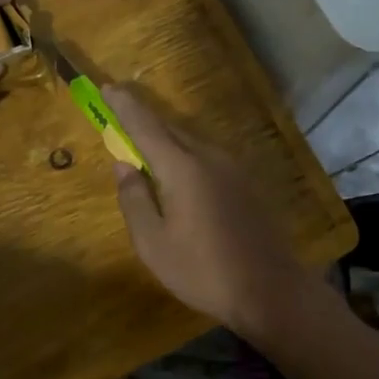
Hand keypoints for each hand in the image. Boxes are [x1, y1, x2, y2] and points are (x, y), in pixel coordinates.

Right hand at [107, 85, 332, 342]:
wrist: (273, 290)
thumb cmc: (204, 271)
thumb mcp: (154, 244)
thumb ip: (134, 200)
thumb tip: (123, 165)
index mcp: (183, 168)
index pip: (146, 126)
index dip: (124, 106)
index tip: (106, 87)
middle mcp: (209, 157)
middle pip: (169, 129)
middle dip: (142, 120)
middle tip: (119, 117)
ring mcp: (233, 168)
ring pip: (190, 142)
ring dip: (165, 139)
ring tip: (144, 150)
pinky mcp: (246, 183)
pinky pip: (206, 157)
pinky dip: (184, 155)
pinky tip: (178, 176)